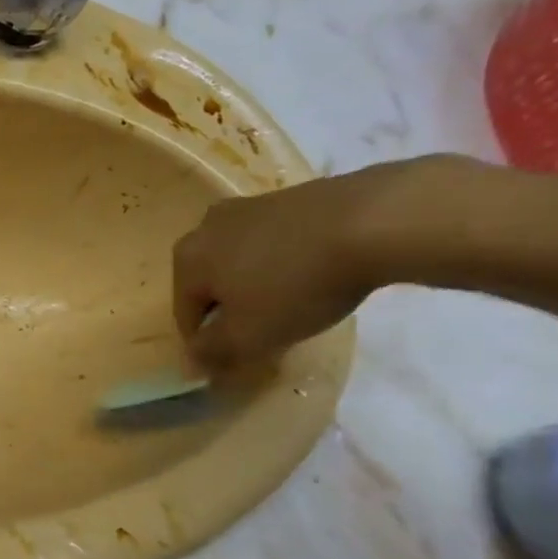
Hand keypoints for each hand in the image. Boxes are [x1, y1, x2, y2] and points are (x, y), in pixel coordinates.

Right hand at [172, 156, 467, 368]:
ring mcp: (249, 207)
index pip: (185, 316)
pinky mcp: (289, 196)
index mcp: (187, 259)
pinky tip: (314, 275)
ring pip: (242, 261)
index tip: (238, 362)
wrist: (372, 221)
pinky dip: (284, 262)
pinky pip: (274, 242)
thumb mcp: (249, 336)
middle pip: (211, 284)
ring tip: (294, 305)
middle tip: (266, 334)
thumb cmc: (296, 286)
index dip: (208, 345)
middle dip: (231, 311)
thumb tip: (193, 360)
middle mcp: (206, 227)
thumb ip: (213, 352)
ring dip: (257, 286)